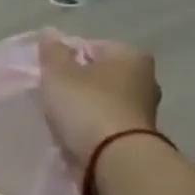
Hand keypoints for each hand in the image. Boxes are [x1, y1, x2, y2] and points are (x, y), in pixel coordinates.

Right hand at [38, 33, 160, 166]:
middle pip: (101, 75)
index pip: (92, 46)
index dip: (67, 56)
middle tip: (53, 95)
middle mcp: (145, 80)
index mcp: (131, 56)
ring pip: (105, 102)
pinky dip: (92, 129)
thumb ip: (52, 52)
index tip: (48, 73)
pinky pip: (107, 126)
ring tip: (60, 119)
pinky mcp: (138, 140)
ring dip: (86, 108)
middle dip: (79, 83)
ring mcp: (144, 112)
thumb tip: (50, 32)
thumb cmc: (88, 107)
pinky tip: (74, 136)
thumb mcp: (59, 74)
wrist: (114, 162)